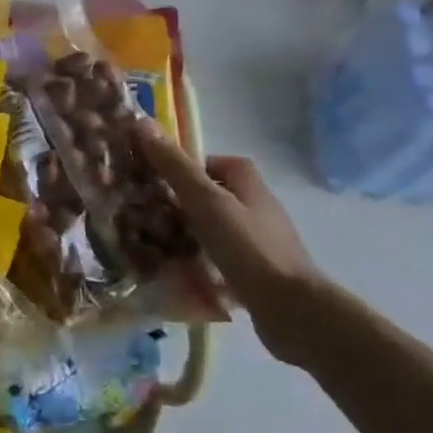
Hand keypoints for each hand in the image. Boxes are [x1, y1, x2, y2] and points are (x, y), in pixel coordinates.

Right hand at [129, 115, 324, 363]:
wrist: (292, 308)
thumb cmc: (247, 246)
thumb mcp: (205, 200)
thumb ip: (174, 166)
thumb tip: (141, 123)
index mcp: (247, 180)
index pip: (205, 161)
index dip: (176, 167)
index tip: (149, 181)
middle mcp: (254, 203)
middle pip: (205, 193)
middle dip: (174, 202)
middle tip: (141, 214)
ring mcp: (256, 237)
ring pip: (208, 225)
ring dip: (181, 232)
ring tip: (150, 244)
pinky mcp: (254, 267)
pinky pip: (215, 254)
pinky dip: (195, 258)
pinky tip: (175, 270)